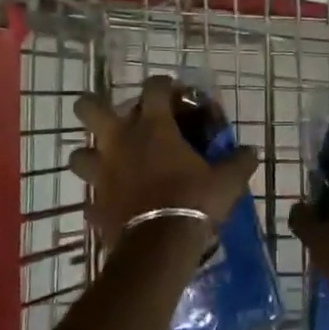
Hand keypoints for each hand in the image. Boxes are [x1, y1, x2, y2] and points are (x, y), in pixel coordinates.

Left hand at [68, 75, 259, 245]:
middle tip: (112, 115)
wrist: (160, 245)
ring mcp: (102, 173)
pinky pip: (91, 197)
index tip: (173, 91)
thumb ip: (238, 161)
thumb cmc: (194, 200)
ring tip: (107, 162)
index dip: (163, 84)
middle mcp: (120, 142)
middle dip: (94, 106)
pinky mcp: (94, 203)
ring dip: (91, 155)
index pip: (153, 87)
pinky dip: (100, 198)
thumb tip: (250, 151)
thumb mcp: (227, 180)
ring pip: (79, 154)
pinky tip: (114, 203)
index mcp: (153, 127)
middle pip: (88, 108)